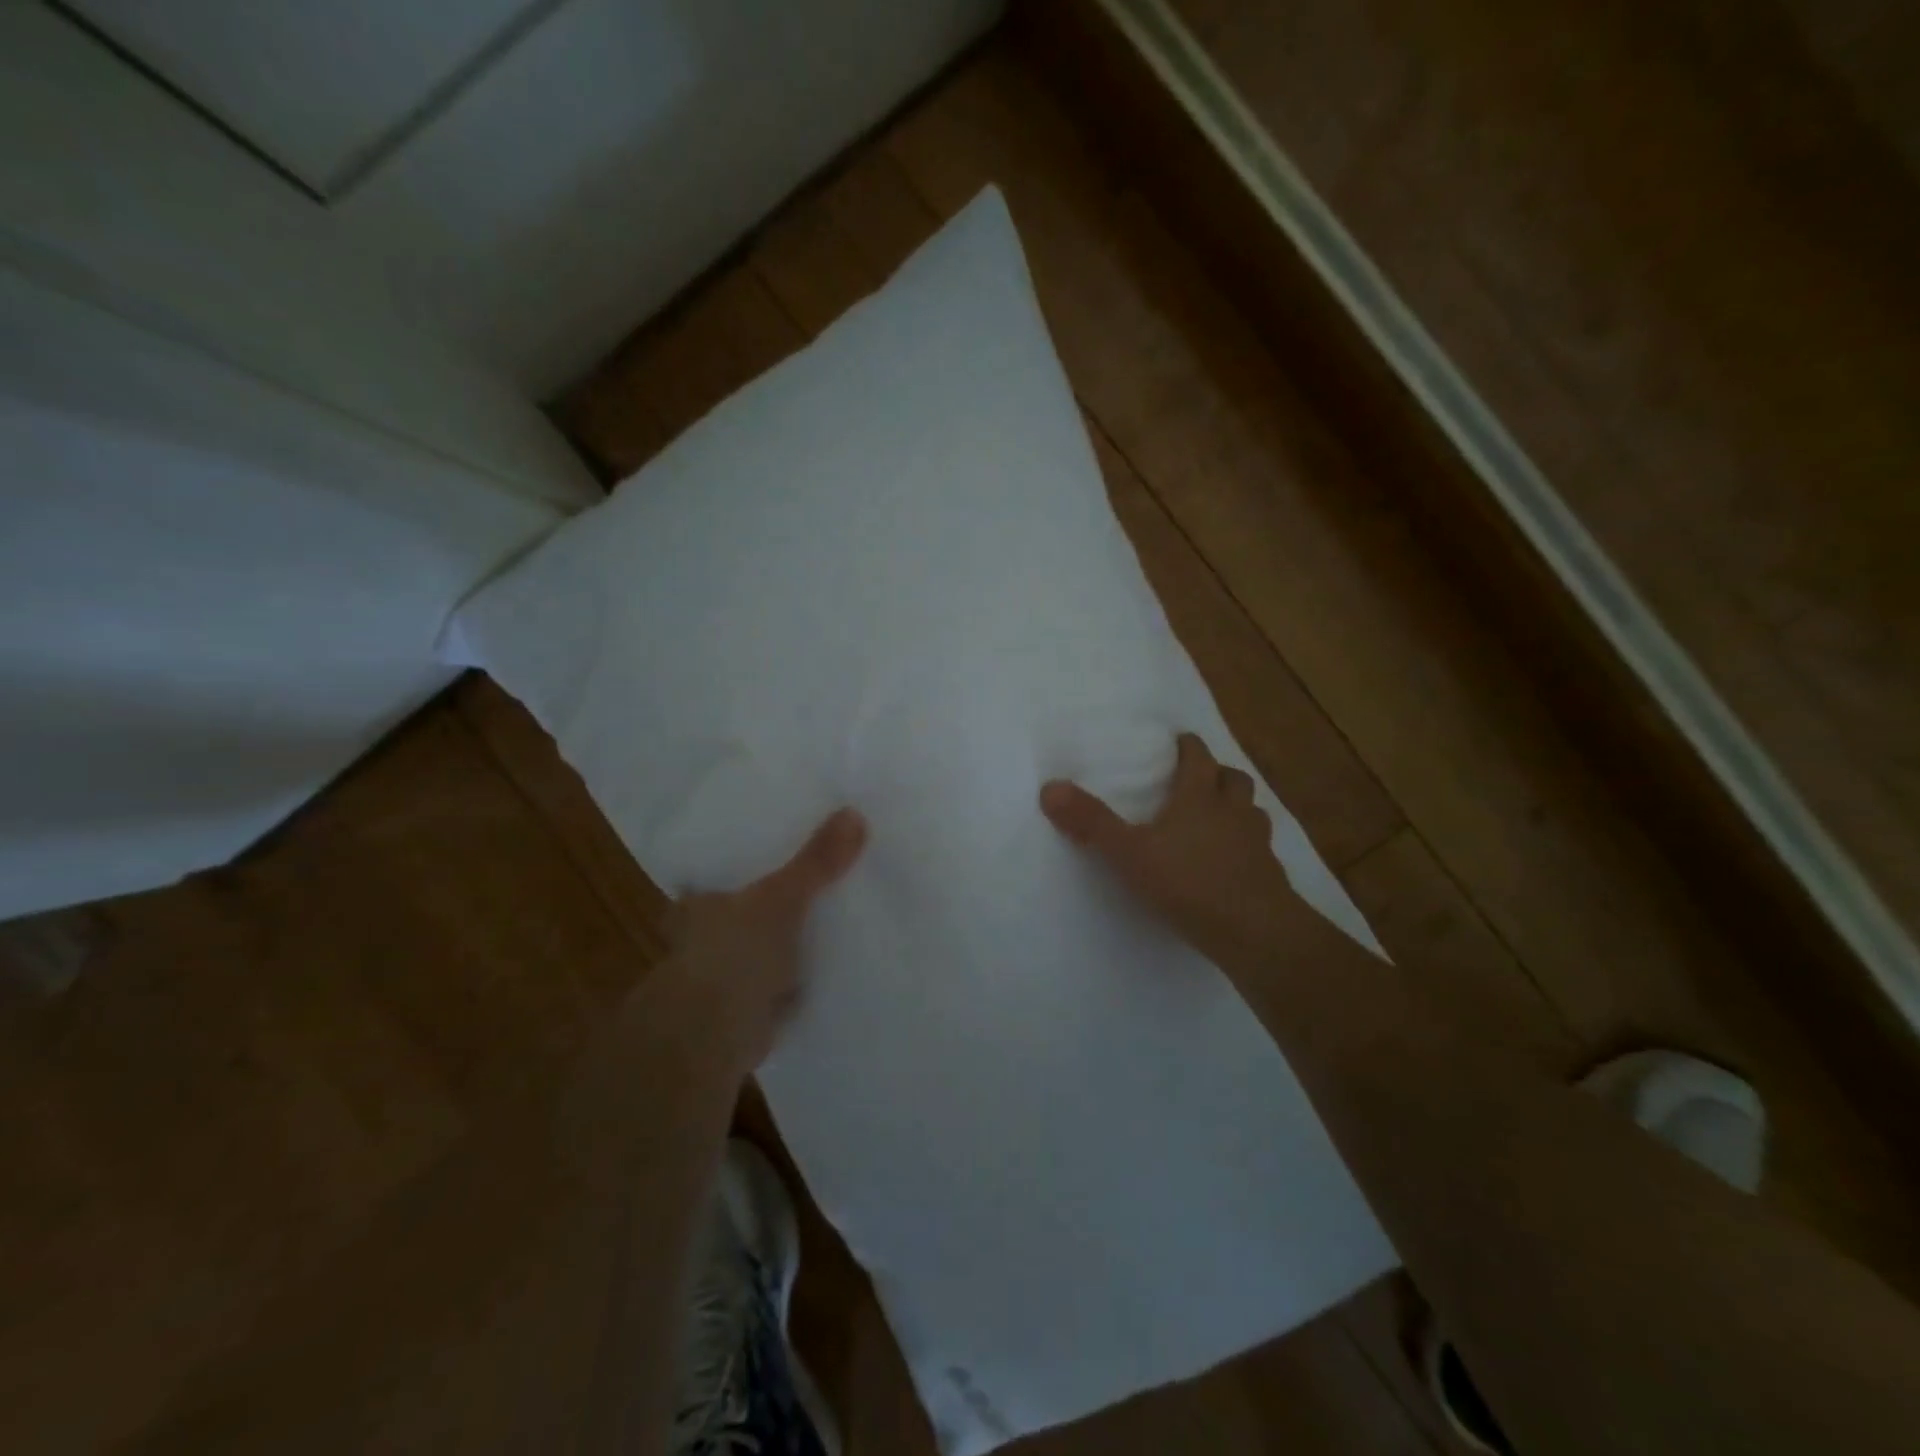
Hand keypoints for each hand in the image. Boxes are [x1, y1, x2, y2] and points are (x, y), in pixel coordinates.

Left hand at [655, 808, 866, 1076]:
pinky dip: (803, 970)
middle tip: (825, 870)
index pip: (724, 867)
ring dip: (792, 934)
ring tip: (838, 907)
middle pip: (751, 904)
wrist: (713, 1038)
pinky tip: (835, 956)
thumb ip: (815, 861)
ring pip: (767, 940)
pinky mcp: (749, 1004)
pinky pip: (783, 976)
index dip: (752, 855)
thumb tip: (854, 813)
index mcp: (699, 902)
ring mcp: (727, 972)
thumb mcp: (779, 898)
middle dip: (780, 895)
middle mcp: (705, 935)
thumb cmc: (732, 955)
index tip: (786, 840)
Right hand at [1041, 733, 1296, 970]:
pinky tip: (1232, 863)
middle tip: (1198, 779)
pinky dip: (1246, 846)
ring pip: (1251, 811)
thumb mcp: (1129, 853)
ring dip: (1236, 807)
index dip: (1189, 747)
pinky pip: (1260, 848)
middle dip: (1217, 773)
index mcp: (1200, 798)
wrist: (1256, 932)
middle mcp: (1234, 812)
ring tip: (1218, 818)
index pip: (1198, 758)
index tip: (1179, 742)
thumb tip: (1050, 788)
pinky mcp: (1270, 875)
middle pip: (1233, 779)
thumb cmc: (1190, 883)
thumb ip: (1092, 822)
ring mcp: (1258, 843)